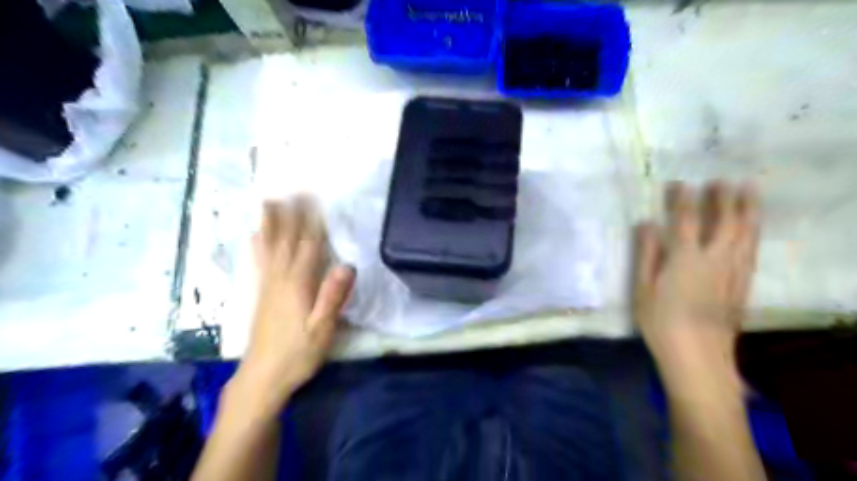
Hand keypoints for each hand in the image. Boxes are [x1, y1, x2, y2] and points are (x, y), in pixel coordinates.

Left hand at [231, 196, 354, 411]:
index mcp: (297, 285)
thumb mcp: (322, 329)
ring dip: (271, 222)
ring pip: (269, 247)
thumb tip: (347, 265)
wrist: (262, 378)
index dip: (312, 222)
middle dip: (290, 214)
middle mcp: (279, 279)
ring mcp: (267, 285)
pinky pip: (259, 261)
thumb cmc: (297, 354)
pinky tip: (255, 235)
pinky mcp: (261, 294)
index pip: (308, 246)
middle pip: (286, 240)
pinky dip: (258, 244)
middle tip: (293, 190)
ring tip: (269, 201)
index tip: (315, 199)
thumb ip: (333, 296)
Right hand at [632, 183, 758, 373]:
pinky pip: (751, 250)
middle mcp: (714, 259)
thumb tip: (646, 224)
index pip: (686, 220)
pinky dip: (753, 232)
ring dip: (747, 209)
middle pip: (725, 221)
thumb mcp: (642, 288)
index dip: (683, 199)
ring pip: (746, 233)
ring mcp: (733, 271)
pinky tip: (751, 227)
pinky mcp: (743, 284)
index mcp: (685, 258)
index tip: (680, 183)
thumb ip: (646, 253)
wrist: (698, 355)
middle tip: (723, 180)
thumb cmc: (661, 321)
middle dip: (724, 198)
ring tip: (749, 191)